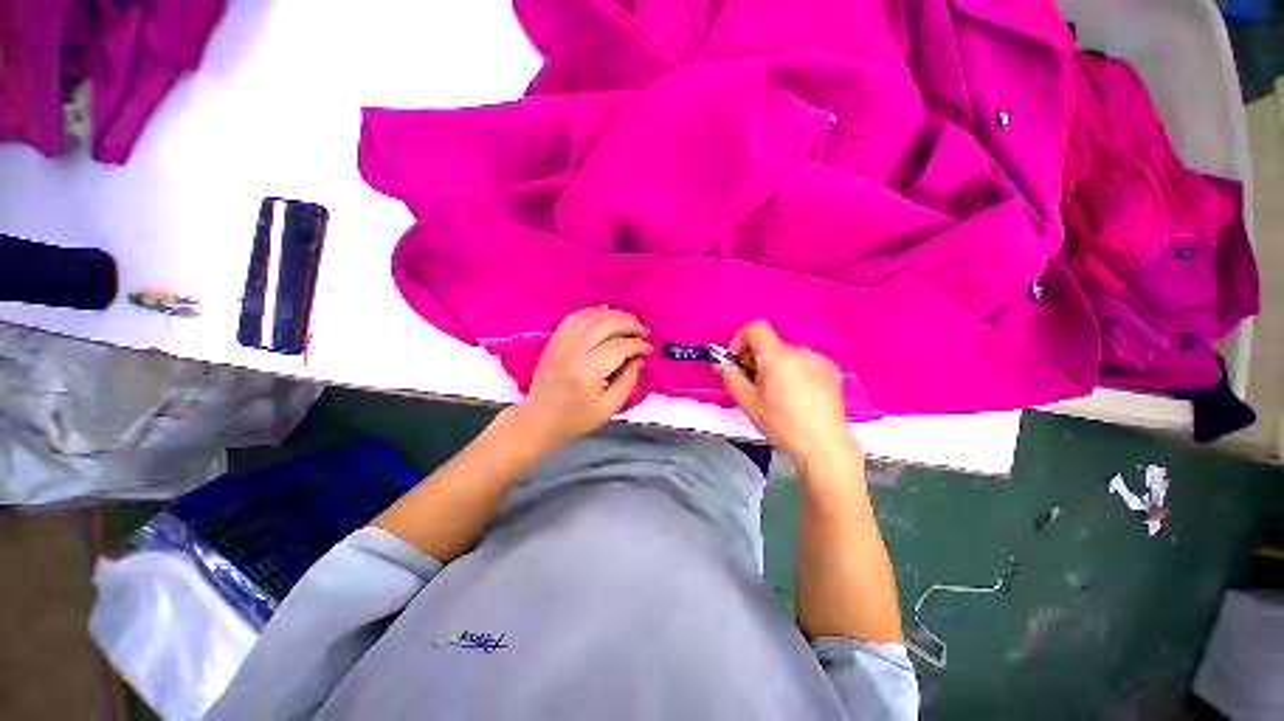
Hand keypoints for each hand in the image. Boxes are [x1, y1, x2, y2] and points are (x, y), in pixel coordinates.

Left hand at [511, 306, 652, 450]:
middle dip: (630, 324)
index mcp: (588, 371)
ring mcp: (561, 343)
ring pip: (591, 317)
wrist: (539, 419)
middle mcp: (573, 352)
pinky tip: (604, 313)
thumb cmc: (576, 418)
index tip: (648, 350)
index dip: (638, 345)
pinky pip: (574, 317)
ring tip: (629, 320)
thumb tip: (638, 360)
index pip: (620, 347)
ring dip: (613, 315)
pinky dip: (592, 311)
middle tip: (643, 331)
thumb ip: (628, 381)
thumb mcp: (609, 407)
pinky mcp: (553, 340)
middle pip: (606, 325)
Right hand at [714, 321, 860, 471]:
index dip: (740, 338)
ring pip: (786, 354)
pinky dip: (794, 370)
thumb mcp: (748, 403)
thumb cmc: (783, 425)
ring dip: (775, 365)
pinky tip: (796, 394)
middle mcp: (800, 352)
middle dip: (756, 358)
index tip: (737, 358)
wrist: (824, 446)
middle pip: (770, 344)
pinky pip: (804, 361)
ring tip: (777, 392)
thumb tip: (720, 364)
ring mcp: (818, 359)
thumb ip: (731, 378)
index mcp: (778, 357)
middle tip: (753, 383)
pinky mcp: (831, 370)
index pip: (756, 328)